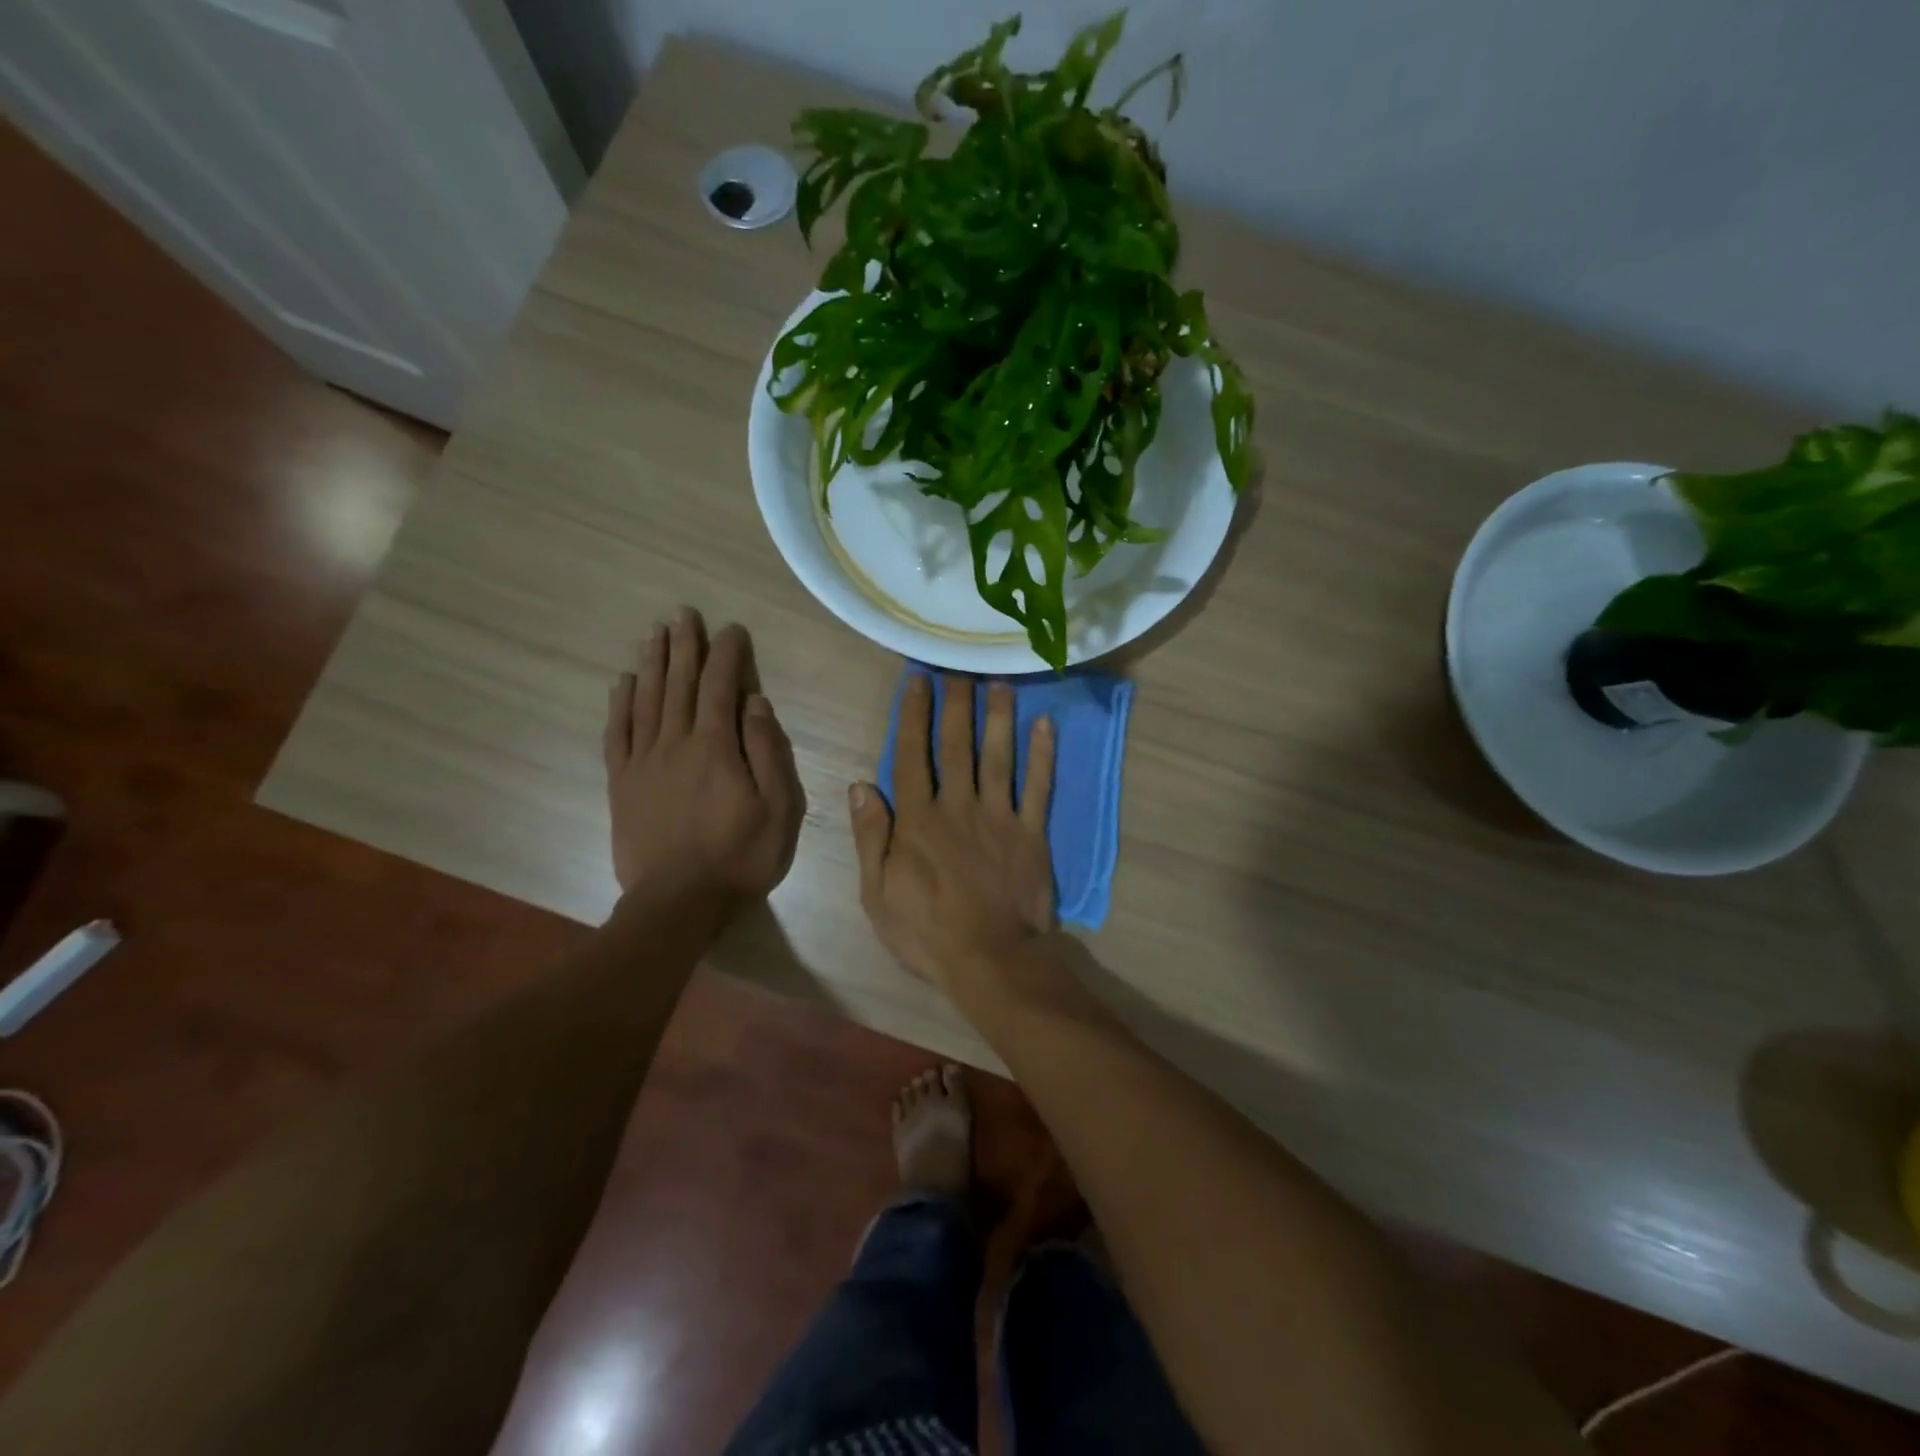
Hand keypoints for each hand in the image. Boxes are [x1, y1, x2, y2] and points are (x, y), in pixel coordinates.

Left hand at [604, 608, 804, 906]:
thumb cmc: (740, 855)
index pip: (720, 687)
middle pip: (678, 683)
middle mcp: (676, 743)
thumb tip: (756, 703)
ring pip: (646, 700)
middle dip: (684, 645)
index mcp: (716, 747)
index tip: (731, 629)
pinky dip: (620, 704)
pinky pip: (617, 733)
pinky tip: (623, 682)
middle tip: (683, 613)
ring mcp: (643, 762)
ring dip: (652, 663)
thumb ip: (768, 751)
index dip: (727, 654)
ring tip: (654, 633)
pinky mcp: (621, 783)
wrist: (678, 902)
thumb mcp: (779, 807)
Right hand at [849, 674, 1056, 991]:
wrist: (989, 960)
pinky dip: (1043, 756)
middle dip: (956, 703)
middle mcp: (958, 806)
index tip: (917, 681)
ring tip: (1000, 682)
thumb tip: (861, 785)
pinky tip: (1045, 725)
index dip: (914, 715)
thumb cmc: (926, 931)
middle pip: (956, 745)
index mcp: (918, 819)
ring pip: (998, 757)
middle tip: (959, 666)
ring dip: (998, 717)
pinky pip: (1038, 788)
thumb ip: (871, 836)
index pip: (912, 755)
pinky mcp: (1031, 834)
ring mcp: (999, 817)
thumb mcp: (877, 892)